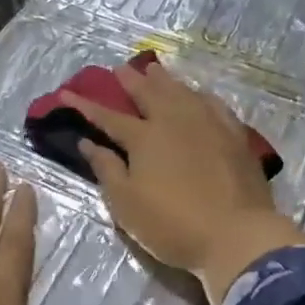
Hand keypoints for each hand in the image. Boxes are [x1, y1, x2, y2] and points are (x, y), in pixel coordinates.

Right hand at [58, 59, 304, 304]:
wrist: (237, 235)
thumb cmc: (173, 224)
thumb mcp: (127, 204)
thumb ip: (106, 169)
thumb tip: (87, 143)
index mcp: (144, 138)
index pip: (108, 117)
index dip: (86, 105)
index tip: (66, 92)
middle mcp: (174, 121)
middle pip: (149, 94)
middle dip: (130, 81)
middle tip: (119, 68)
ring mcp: (208, 124)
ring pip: (181, 92)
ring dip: (164, 80)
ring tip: (154, 70)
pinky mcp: (234, 135)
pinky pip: (213, 104)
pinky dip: (199, 95)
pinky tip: (198, 94)